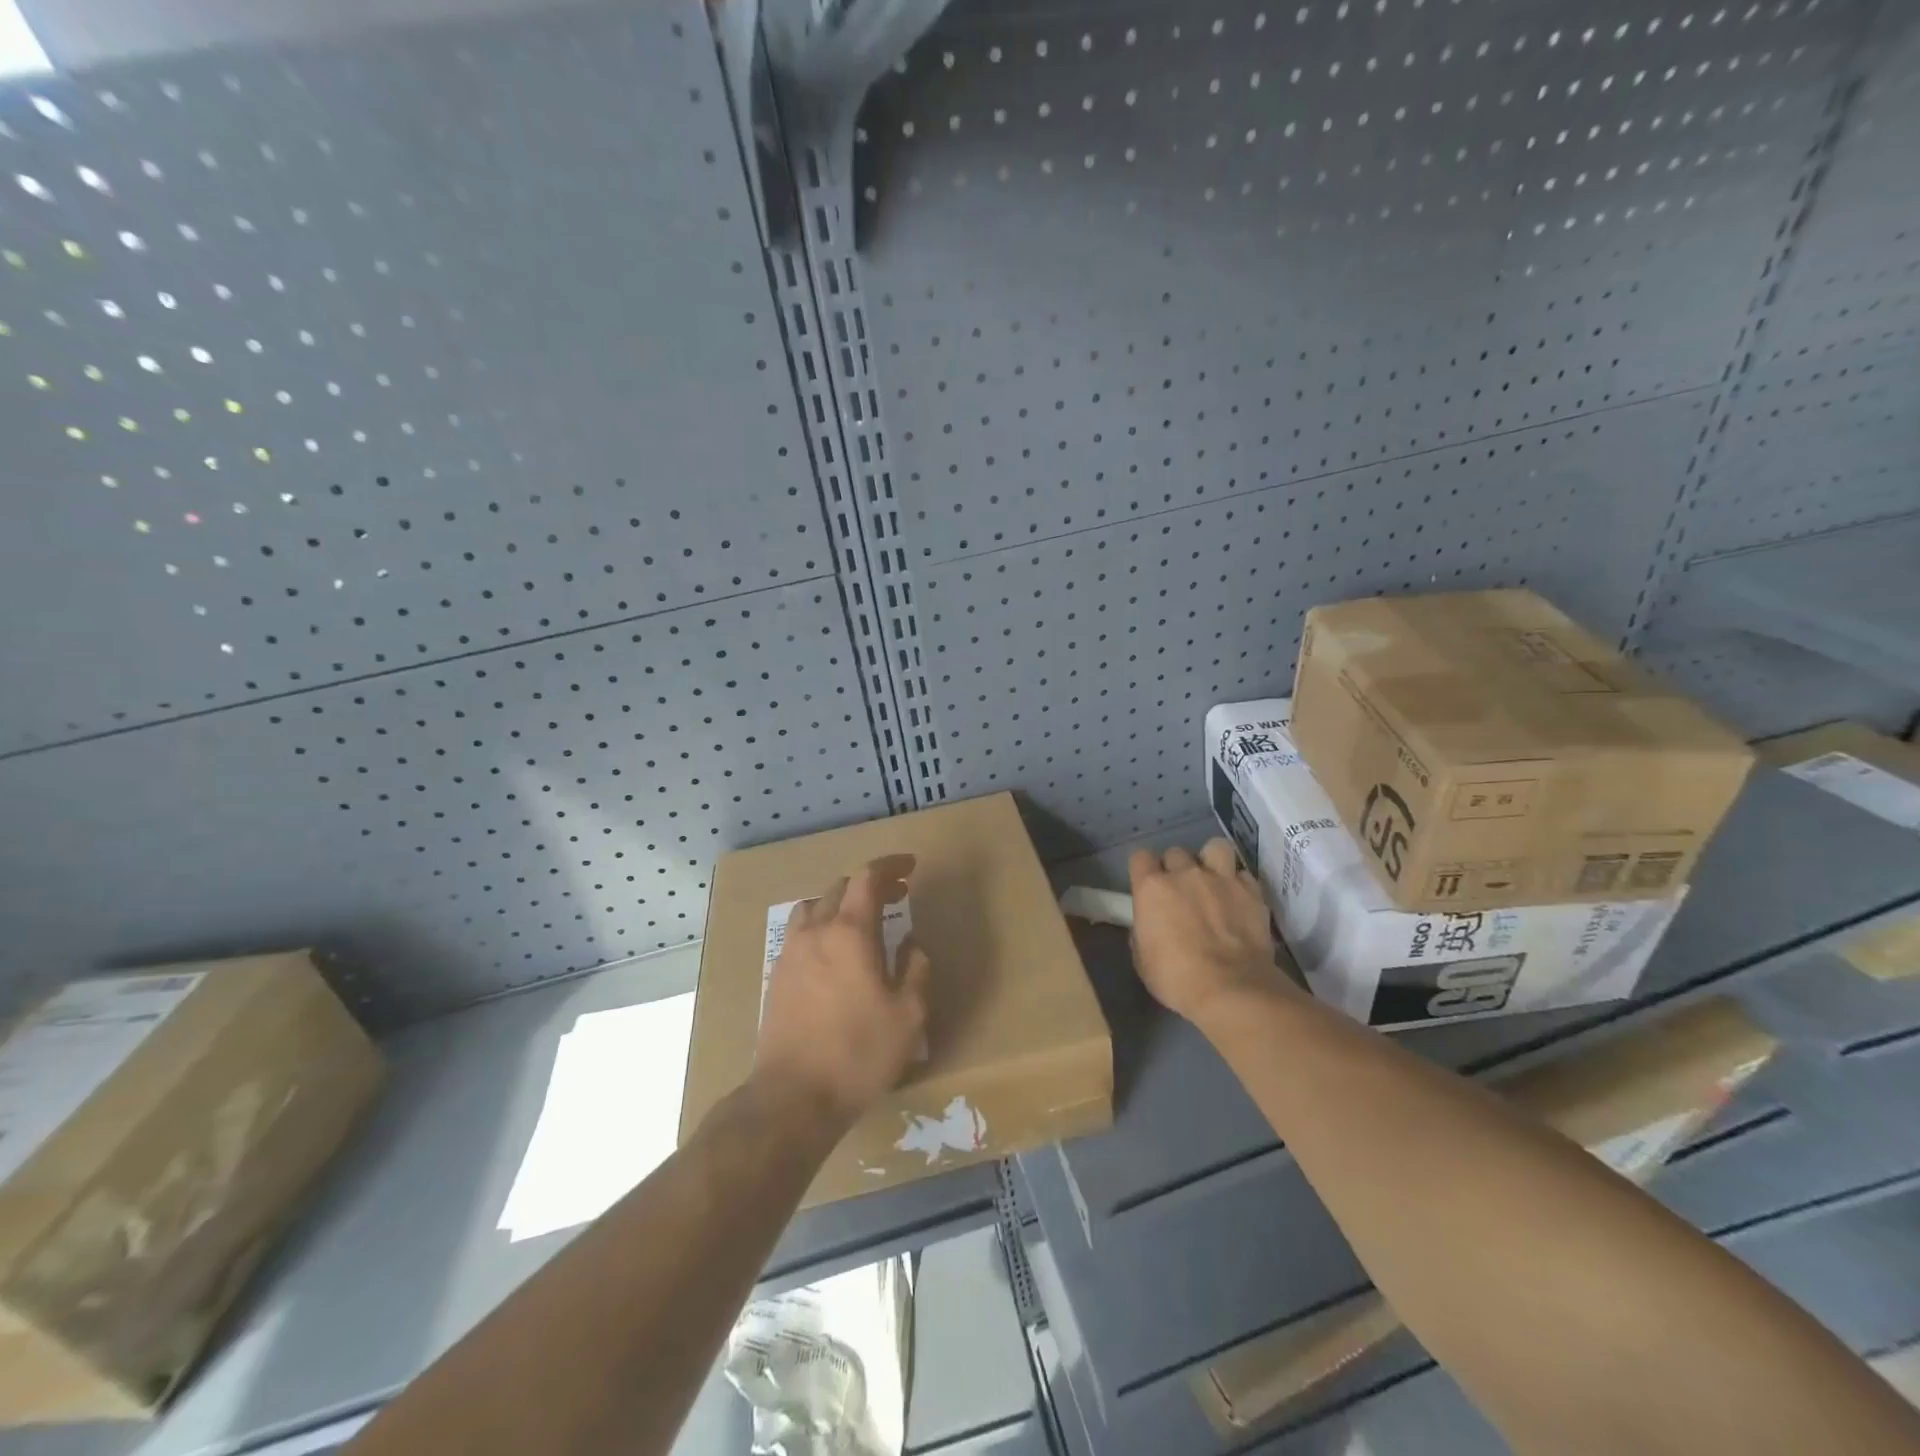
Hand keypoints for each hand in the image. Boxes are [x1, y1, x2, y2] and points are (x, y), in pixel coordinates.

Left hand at [756, 855, 930, 1127]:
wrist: (793, 1096)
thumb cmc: (858, 1053)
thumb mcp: (908, 1016)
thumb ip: (915, 971)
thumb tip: (911, 946)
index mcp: (849, 933)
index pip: (867, 878)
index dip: (890, 866)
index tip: (910, 867)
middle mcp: (816, 931)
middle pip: (840, 888)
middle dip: (870, 885)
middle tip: (897, 896)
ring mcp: (790, 952)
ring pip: (814, 906)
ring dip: (840, 902)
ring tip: (861, 920)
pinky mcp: (776, 975)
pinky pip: (800, 932)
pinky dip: (821, 926)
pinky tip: (833, 953)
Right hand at [1128, 839, 1289, 1024]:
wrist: (1230, 988)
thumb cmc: (1176, 978)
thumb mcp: (1142, 959)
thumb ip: (1144, 931)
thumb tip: (1151, 925)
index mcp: (1152, 888)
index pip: (1140, 857)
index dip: (1144, 870)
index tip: (1148, 886)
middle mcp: (1185, 874)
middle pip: (1176, 852)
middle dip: (1176, 868)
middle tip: (1181, 891)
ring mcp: (1221, 879)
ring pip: (1215, 847)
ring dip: (1211, 861)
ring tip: (1214, 880)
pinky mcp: (1252, 892)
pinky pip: (1243, 875)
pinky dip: (1240, 885)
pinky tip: (1239, 900)